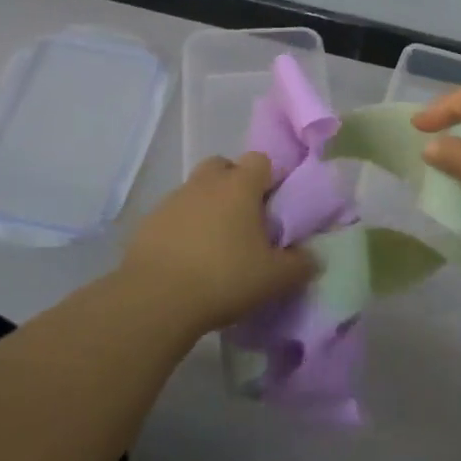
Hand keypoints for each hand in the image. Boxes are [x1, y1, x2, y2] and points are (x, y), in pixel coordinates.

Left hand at [120, 153, 314, 331]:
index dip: (269, 178)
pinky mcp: (147, 224)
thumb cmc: (224, 278)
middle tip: (244, 219)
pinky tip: (188, 259)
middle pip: (222, 166)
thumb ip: (300, 264)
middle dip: (234, 184)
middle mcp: (204, 184)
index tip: (273, 206)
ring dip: (207, 207)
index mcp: (239, 186)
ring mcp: (171, 201)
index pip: (260, 160)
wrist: (155, 300)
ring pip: (196, 191)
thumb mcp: (275, 278)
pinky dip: (183, 228)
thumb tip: (312, 258)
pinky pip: (173, 216)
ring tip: (216, 245)